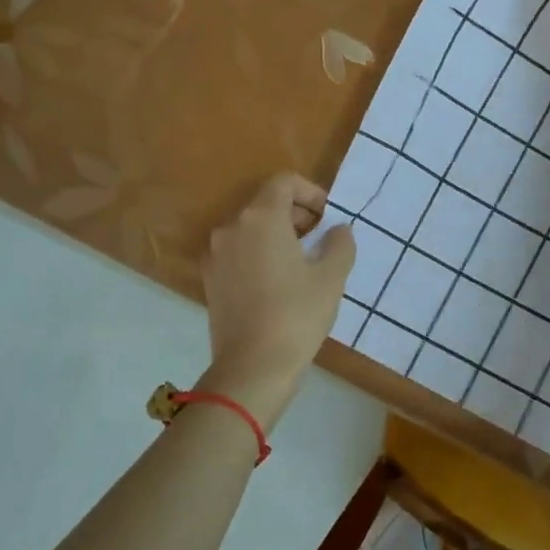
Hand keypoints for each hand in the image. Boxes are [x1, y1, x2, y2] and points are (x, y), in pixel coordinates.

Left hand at [200, 172, 355, 428]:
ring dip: (278, 236)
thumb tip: (338, 230)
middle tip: (321, 240)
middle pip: (265, 204)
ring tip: (303, 264)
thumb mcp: (331, 278)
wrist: (252, 367)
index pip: (284, 182)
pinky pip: (238, 253)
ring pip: (250, 229)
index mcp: (261, 218)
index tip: (328, 218)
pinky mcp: (210, 280)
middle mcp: (232, 228)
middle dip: (296, 215)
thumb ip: (339, 244)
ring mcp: (215, 255)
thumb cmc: (297, 315)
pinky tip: (279, 284)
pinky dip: (260, 255)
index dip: (310, 192)